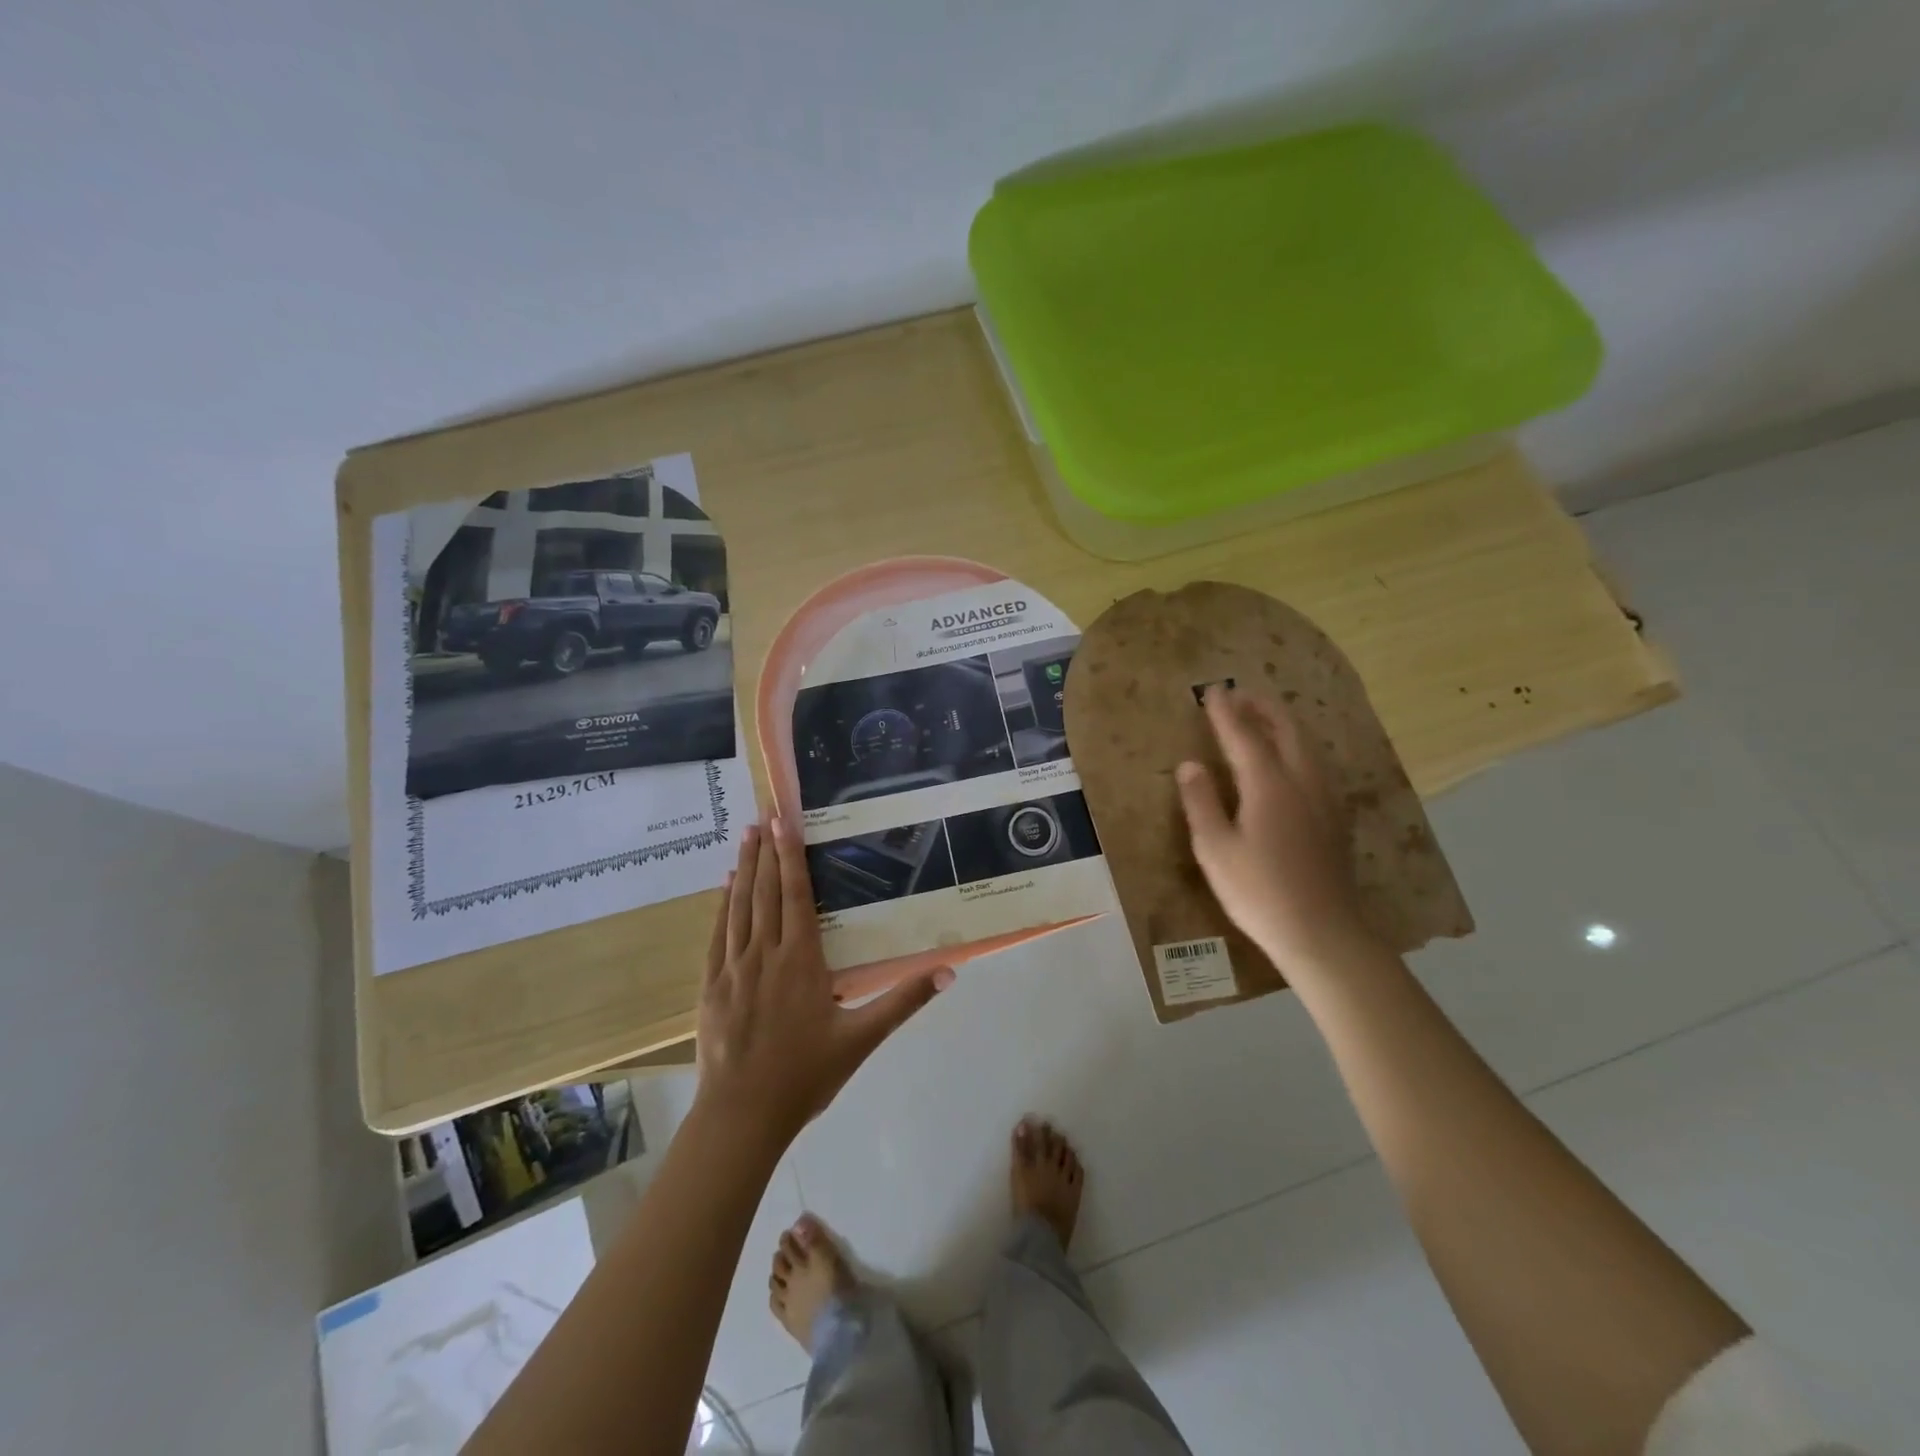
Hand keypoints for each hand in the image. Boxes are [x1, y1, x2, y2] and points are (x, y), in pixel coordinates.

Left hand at [694, 816, 952, 1144]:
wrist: (742, 1115)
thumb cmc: (806, 1074)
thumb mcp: (862, 1038)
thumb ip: (904, 1000)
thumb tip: (949, 970)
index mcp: (802, 960)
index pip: (796, 895)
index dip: (790, 855)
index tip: (784, 821)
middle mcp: (766, 953)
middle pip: (766, 891)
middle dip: (766, 850)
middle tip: (763, 814)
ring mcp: (734, 968)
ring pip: (740, 906)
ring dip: (743, 869)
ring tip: (745, 836)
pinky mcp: (712, 985)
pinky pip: (718, 935)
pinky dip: (722, 906)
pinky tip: (724, 888)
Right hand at [1175, 686, 1375, 976]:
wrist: (1323, 934)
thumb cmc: (1259, 892)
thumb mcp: (1215, 850)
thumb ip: (1201, 802)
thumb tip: (1190, 764)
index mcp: (1269, 785)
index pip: (1244, 736)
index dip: (1226, 712)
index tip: (1212, 690)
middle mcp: (1302, 782)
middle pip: (1286, 730)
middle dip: (1262, 707)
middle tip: (1239, 695)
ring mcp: (1324, 800)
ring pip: (1306, 746)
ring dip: (1282, 724)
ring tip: (1262, 718)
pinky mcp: (1334, 818)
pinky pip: (1315, 764)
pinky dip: (1296, 746)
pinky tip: (1289, 761)